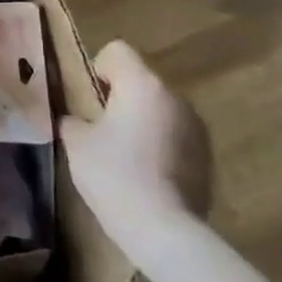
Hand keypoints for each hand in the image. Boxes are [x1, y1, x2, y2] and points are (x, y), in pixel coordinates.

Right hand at [60, 41, 211, 259]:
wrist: (164, 230)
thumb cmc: (114, 175)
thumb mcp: (76, 142)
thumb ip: (73, 119)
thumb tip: (77, 118)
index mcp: (142, 85)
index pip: (117, 50)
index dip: (97, 68)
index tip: (89, 100)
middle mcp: (175, 97)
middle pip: (140, 80)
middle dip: (119, 98)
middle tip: (100, 129)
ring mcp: (196, 127)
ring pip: (159, 109)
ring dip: (142, 121)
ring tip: (124, 156)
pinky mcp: (207, 156)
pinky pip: (174, 135)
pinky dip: (159, 145)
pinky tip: (146, 175)